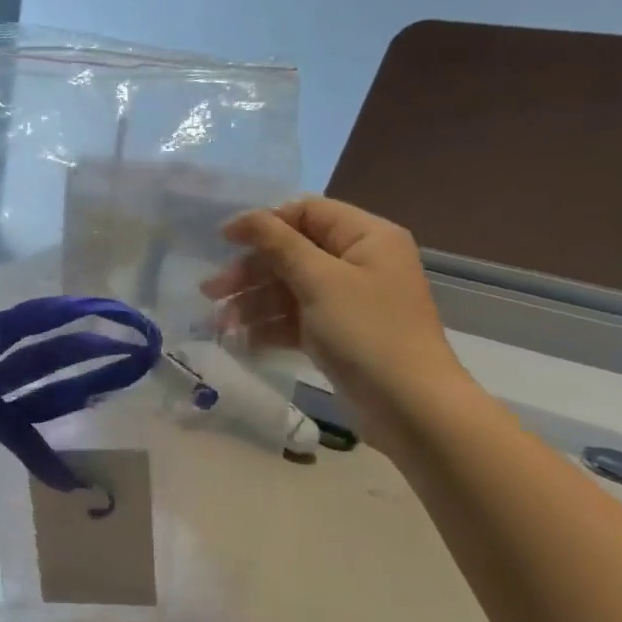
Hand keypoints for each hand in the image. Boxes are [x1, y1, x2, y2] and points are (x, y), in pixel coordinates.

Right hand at [202, 197, 473, 449]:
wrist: (411, 408)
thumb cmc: (368, 332)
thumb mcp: (320, 281)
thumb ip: (278, 244)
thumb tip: (244, 217)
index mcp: (366, 237)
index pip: (306, 212)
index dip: (264, 223)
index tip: (223, 240)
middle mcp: (359, 262)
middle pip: (292, 253)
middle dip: (250, 272)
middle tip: (210, 291)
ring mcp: (347, 301)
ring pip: (289, 289)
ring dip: (252, 303)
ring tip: (219, 324)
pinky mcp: (338, 334)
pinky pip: (295, 319)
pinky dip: (268, 327)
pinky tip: (240, 341)